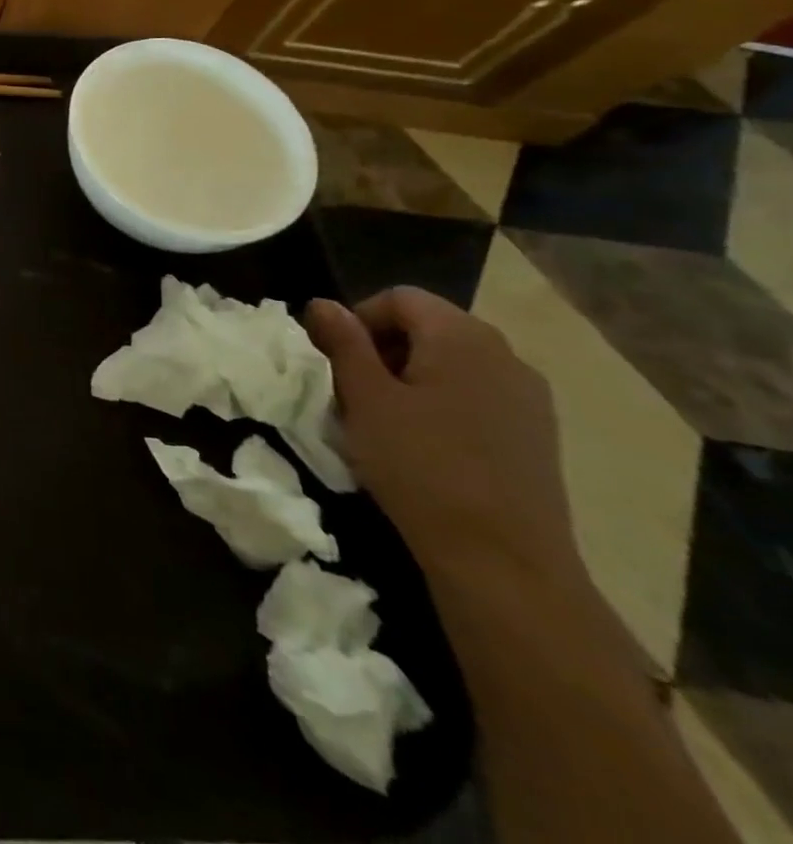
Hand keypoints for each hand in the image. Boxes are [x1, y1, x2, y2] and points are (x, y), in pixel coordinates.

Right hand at [305, 287, 580, 586]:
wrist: (503, 562)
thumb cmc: (421, 467)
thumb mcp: (364, 399)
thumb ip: (343, 343)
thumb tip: (323, 304)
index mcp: (462, 337)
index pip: (400, 298)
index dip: (359, 319)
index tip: (337, 361)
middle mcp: (505, 354)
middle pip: (429, 326)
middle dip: (384, 349)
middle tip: (355, 391)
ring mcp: (529, 397)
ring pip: (453, 362)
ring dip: (413, 377)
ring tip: (387, 420)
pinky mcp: (537, 435)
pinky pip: (478, 395)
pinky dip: (444, 403)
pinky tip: (427, 445)